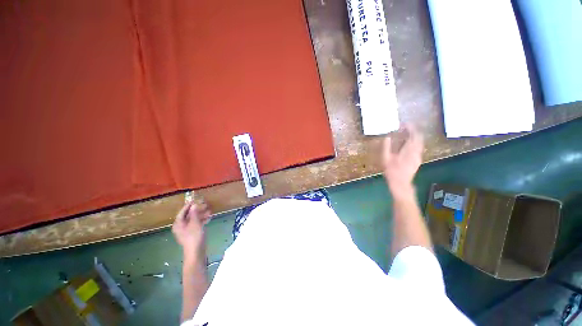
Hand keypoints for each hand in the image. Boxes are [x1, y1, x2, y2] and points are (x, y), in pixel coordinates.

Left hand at [172, 202, 210, 259]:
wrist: (196, 252)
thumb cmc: (194, 236)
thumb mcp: (195, 223)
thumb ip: (194, 213)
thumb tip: (194, 205)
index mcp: (178, 224)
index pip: (182, 212)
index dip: (188, 205)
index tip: (195, 200)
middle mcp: (181, 226)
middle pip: (188, 215)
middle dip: (197, 210)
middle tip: (205, 205)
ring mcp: (187, 230)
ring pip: (194, 220)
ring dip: (201, 215)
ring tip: (210, 211)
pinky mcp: (193, 234)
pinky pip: (197, 224)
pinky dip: (202, 220)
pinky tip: (209, 218)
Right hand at [383, 125, 423, 198]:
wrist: (401, 183)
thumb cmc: (392, 171)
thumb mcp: (385, 159)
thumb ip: (386, 147)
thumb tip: (386, 137)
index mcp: (408, 150)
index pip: (413, 135)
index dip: (410, 128)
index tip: (404, 124)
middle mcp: (416, 152)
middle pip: (419, 137)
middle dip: (413, 131)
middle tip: (405, 128)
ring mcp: (418, 156)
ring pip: (420, 142)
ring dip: (414, 137)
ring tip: (406, 134)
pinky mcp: (418, 160)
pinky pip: (419, 147)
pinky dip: (414, 143)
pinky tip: (408, 144)